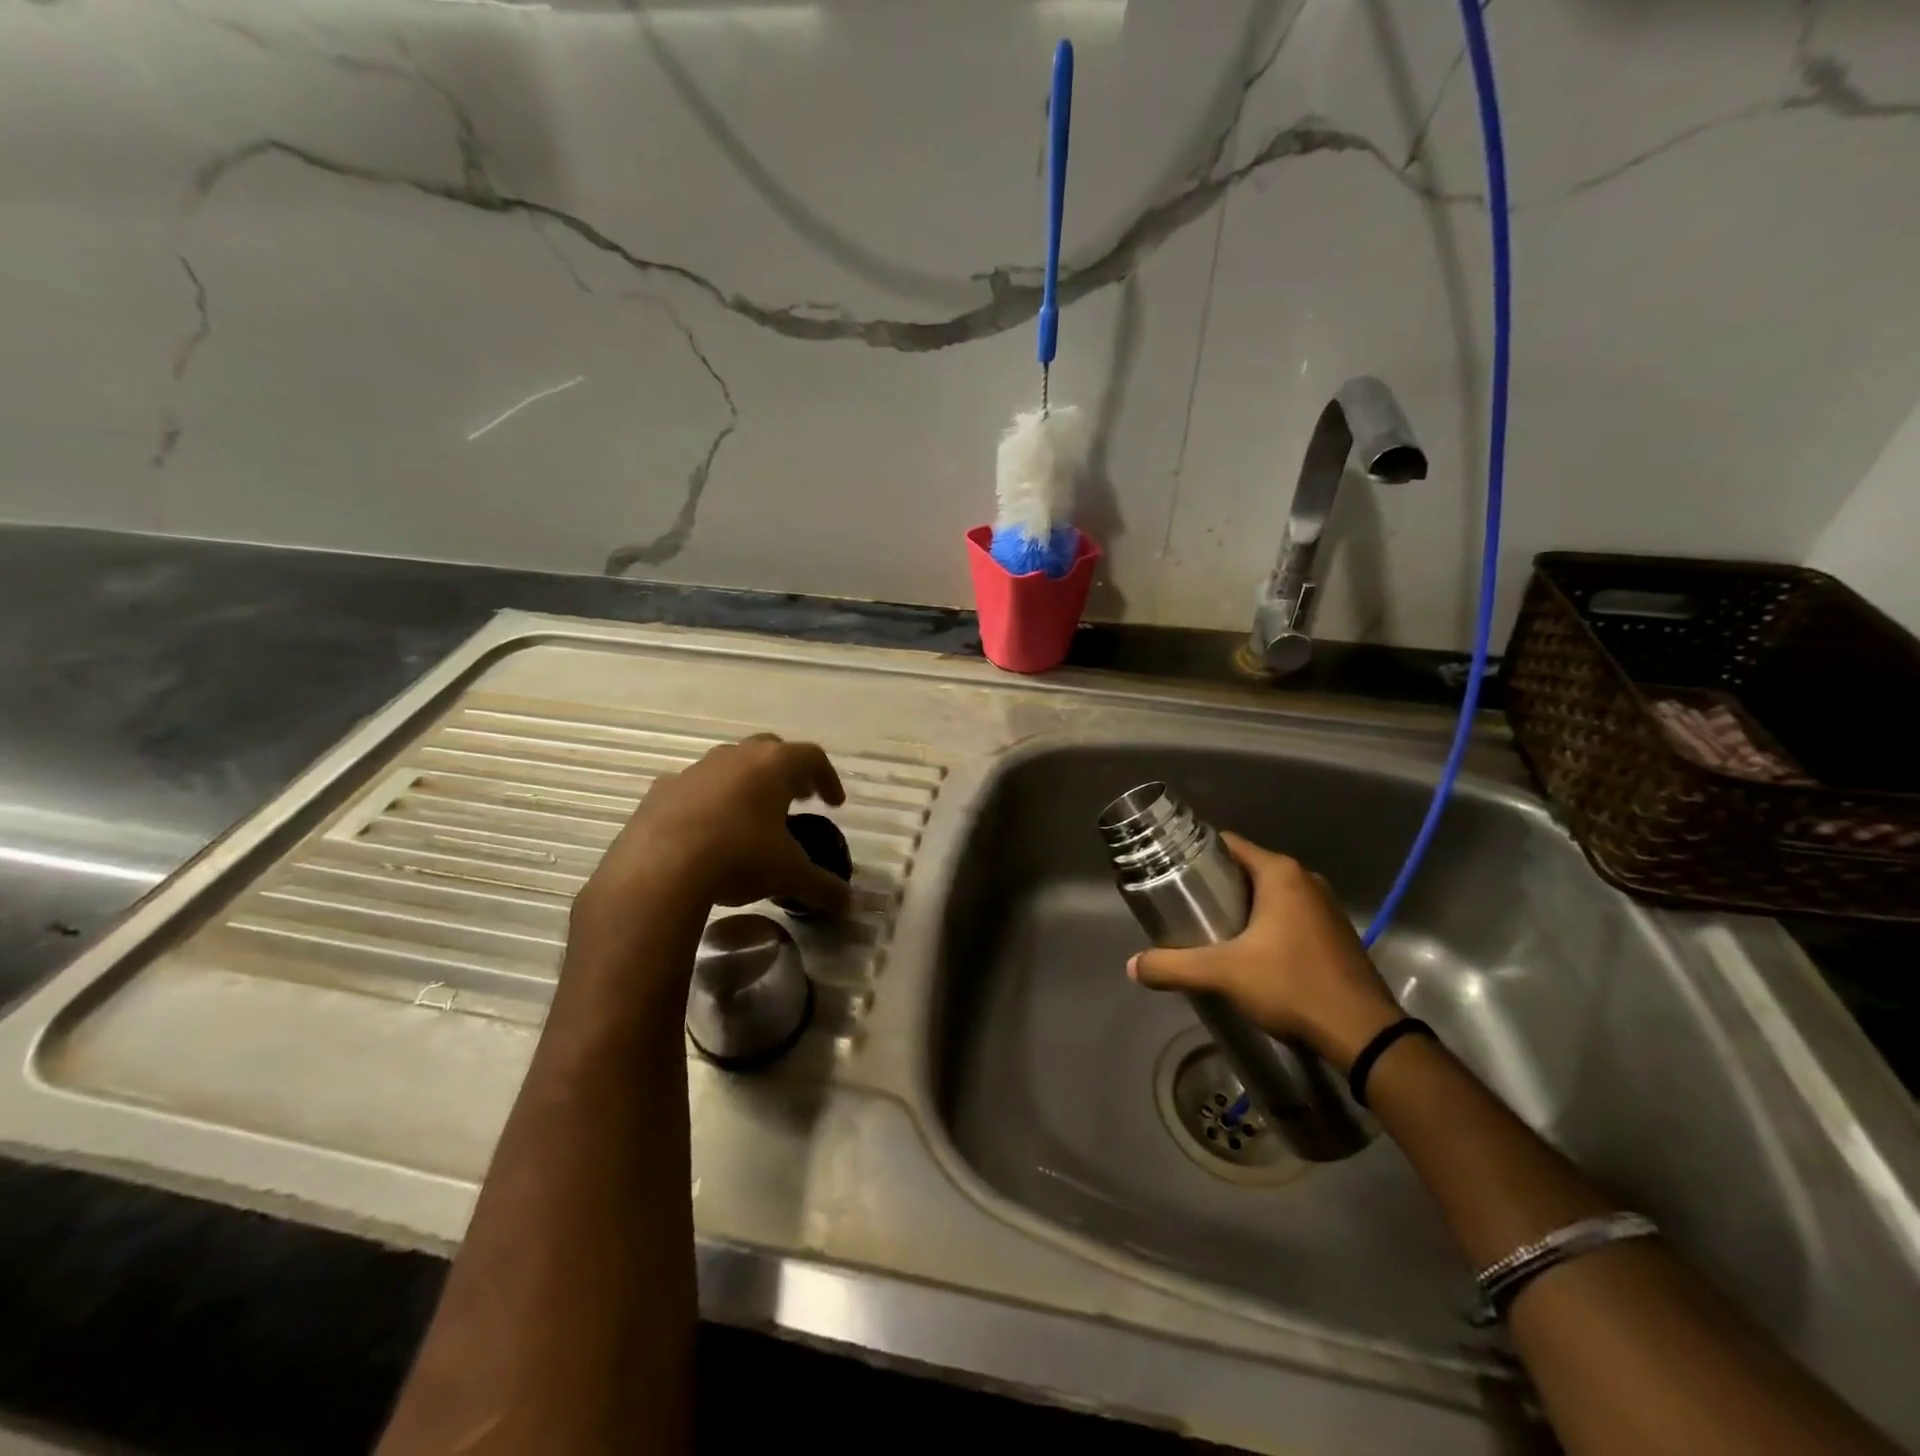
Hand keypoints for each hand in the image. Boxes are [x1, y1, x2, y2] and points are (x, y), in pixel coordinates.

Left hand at [570, 735, 851, 962]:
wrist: (659, 870)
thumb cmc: (739, 858)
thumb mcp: (789, 875)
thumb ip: (822, 886)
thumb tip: (849, 903)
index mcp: (773, 765)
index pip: (812, 758)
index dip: (828, 778)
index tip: (834, 803)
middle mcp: (735, 756)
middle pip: (770, 750)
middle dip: (787, 773)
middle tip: (797, 799)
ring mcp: (695, 770)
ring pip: (729, 765)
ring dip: (746, 784)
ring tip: (752, 816)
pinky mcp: (661, 790)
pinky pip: (693, 788)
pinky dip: (707, 802)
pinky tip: (707, 831)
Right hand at [1127, 833, 1403, 1070]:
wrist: (1365, 1035)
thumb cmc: (1291, 986)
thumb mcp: (1223, 974)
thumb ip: (1174, 966)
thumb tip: (1132, 967)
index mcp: (1281, 874)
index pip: (1229, 844)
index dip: (1197, 854)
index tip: (1171, 872)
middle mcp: (1306, 881)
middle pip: (1248, 870)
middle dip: (1216, 886)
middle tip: (1185, 908)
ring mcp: (1326, 908)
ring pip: (1271, 895)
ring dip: (1243, 908)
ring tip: (1211, 931)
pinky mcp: (1336, 935)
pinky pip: (1291, 916)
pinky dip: (1268, 926)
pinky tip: (1250, 953)